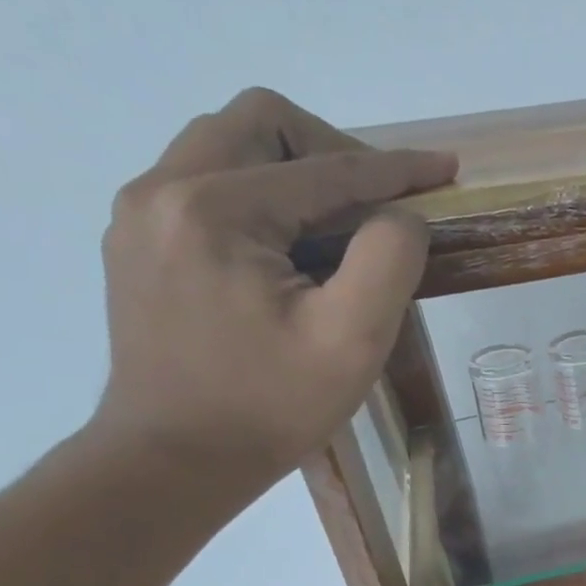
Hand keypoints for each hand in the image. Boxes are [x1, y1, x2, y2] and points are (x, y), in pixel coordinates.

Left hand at [89, 87, 457, 494]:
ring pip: (228, 147)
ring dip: (295, 171)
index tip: (446, 169)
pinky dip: (262, 197)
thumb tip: (400, 215)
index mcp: (214, 210)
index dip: (396, 168)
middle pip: (260, 124)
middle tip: (378, 205)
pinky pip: (206, 184)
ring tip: (339, 230)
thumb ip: (389, 259)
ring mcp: (140, 216)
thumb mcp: (352, 339)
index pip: (325, 167)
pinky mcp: (138, 243)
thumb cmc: (270, 407)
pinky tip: (291, 252)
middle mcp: (162, 191)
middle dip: (334, 151)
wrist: (174, 462)